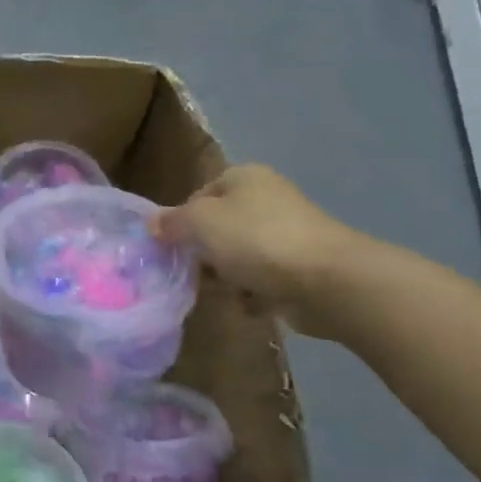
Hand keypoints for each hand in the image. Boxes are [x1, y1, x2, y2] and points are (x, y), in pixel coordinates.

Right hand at [153, 165, 369, 336]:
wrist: (327, 281)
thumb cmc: (255, 240)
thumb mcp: (199, 223)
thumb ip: (170, 222)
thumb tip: (152, 224)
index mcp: (243, 177)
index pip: (197, 197)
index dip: (180, 222)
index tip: (172, 248)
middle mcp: (266, 198)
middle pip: (217, 228)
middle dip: (203, 254)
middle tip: (192, 274)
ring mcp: (287, 233)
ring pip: (238, 256)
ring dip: (226, 277)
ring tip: (222, 293)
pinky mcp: (301, 267)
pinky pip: (263, 279)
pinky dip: (253, 293)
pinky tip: (249, 305)